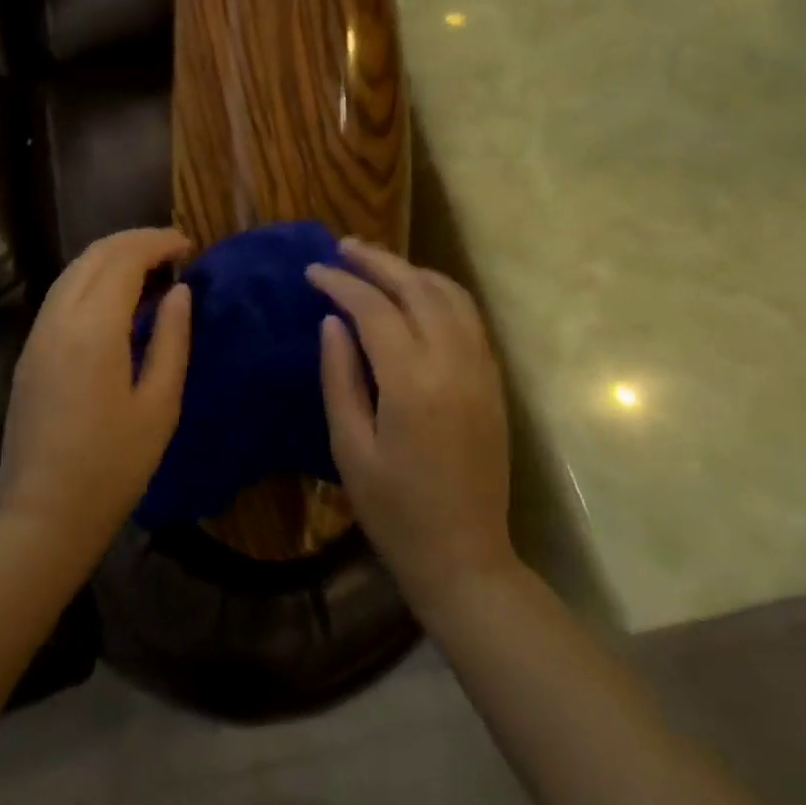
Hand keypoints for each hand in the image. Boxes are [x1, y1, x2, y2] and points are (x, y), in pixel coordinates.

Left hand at [0, 227, 192, 562]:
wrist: (43, 514)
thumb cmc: (113, 466)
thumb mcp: (160, 406)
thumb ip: (172, 340)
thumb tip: (180, 292)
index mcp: (93, 329)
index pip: (124, 260)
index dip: (157, 243)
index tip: (188, 245)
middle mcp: (59, 319)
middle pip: (94, 255)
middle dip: (134, 241)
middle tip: (172, 248)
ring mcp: (38, 333)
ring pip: (73, 270)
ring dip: (110, 256)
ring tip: (149, 266)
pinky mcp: (30, 350)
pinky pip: (61, 293)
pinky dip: (91, 277)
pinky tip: (116, 296)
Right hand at [308, 241, 512, 620]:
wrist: (465, 557)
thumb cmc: (395, 510)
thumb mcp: (350, 448)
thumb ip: (340, 377)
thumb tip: (333, 321)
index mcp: (412, 382)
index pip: (374, 309)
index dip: (340, 283)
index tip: (312, 271)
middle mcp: (453, 363)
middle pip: (416, 288)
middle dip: (377, 261)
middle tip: (342, 247)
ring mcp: (480, 369)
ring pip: (449, 295)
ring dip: (411, 271)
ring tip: (376, 263)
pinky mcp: (493, 381)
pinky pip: (468, 317)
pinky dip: (439, 292)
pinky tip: (415, 293)